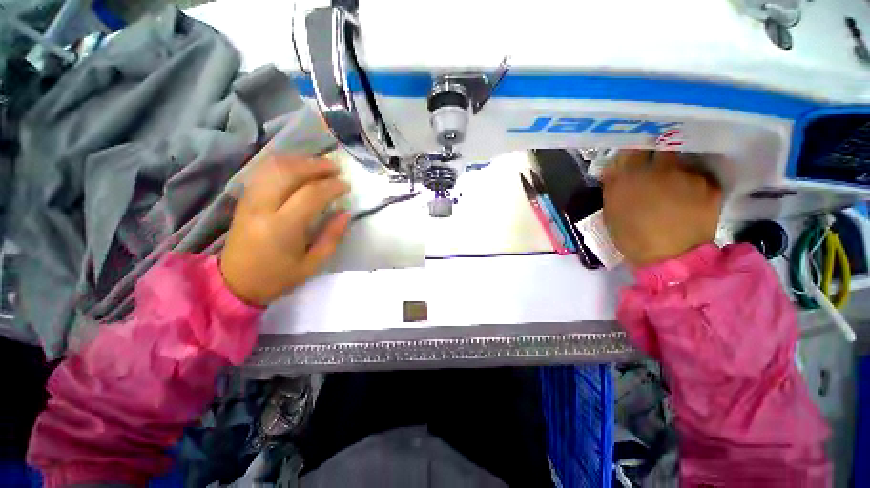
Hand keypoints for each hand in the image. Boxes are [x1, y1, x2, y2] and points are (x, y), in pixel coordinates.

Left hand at [220, 155, 350, 305]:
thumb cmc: (278, 277)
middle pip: (289, 173)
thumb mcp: (312, 264)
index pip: (310, 195)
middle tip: (335, 168)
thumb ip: (332, 237)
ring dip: (299, 161)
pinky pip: (263, 172)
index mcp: (282, 228)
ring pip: (273, 167)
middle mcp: (262, 208)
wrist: (234, 283)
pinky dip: (283, 164)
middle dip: (316, 166)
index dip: (332, 186)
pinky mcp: (244, 199)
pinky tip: (297, 167)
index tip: (346, 186)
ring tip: (319, 165)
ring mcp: (249, 200)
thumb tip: (346, 212)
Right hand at [602, 150, 721, 266]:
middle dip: (658, 155)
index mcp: (630, 176)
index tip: (634, 157)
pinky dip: (694, 186)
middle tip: (656, 170)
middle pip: (662, 148)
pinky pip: (700, 179)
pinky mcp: (711, 187)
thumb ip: (613, 186)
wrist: (669, 259)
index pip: (632, 148)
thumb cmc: (631, 237)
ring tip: (675, 191)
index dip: (634, 151)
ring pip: (683, 164)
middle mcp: (661, 169)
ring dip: (677, 172)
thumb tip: (615, 168)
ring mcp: (689, 176)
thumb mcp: (611, 211)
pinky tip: (689, 202)